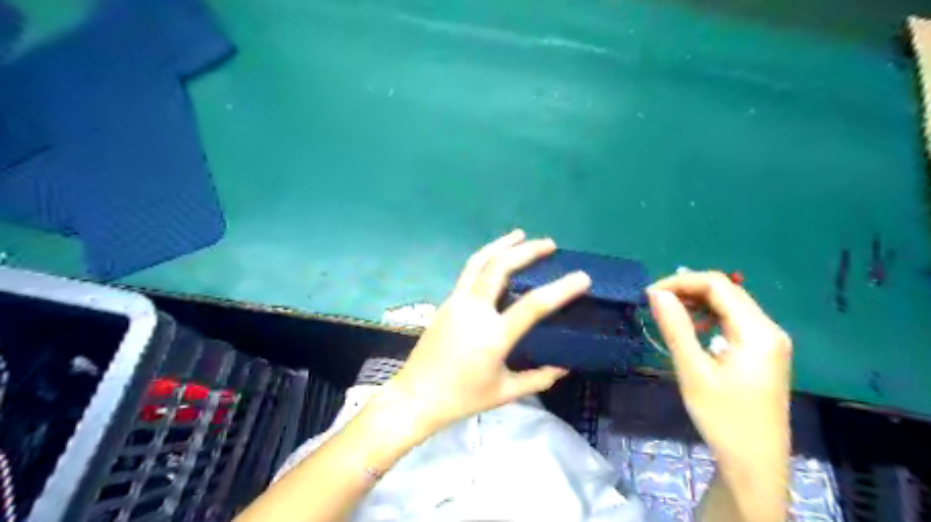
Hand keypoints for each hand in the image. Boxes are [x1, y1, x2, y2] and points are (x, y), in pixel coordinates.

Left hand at [390, 229, 590, 430]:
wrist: (416, 396)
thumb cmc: (462, 398)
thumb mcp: (505, 393)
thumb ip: (538, 379)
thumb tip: (564, 367)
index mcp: (494, 336)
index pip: (534, 305)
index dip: (561, 289)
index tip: (583, 277)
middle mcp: (474, 311)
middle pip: (501, 267)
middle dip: (527, 250)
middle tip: (549, 244)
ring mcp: (457, 302)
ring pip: (479, 262)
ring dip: (502, 244)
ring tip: (520, 234)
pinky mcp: (447, 302)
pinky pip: (469, 272)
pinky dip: (486, 258)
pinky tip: (496, 259)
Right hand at [649, 271, 792, 479]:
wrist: (755, 463)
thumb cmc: (723, 418)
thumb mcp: (693, 371)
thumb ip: (676, 328)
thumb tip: (657, 293)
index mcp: (757, 331)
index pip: (717, 285)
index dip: (680, 282)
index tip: (650, 294)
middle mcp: (769, 329)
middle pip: (726, 291)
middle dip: (687, 289)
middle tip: (654, 302)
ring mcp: (769, 341)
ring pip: (730, 305)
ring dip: (697, 302)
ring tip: (668, 312)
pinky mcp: (763, 352)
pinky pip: (734, 321)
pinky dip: (709, 317)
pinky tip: (692, 330)